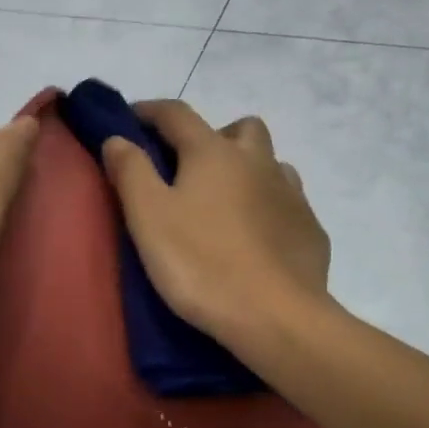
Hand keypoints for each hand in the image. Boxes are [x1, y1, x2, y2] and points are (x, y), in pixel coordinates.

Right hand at [101, 101, 332, 354]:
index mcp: (214, 153)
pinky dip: (269, 207)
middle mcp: (259, 162)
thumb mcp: (148, 217)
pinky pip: (288, 203)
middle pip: (239, 128)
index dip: (149, 111)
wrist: (275, 316)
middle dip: (213, 137)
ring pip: (270, 164)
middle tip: (190, 171)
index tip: (130, 120)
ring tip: (225, 206)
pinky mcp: (310, 229)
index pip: (177, 114)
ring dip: (247, 171)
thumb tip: (118, 138)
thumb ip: (130, 171)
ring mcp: (292, 195)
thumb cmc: (200, 264)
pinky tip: (257, 238)